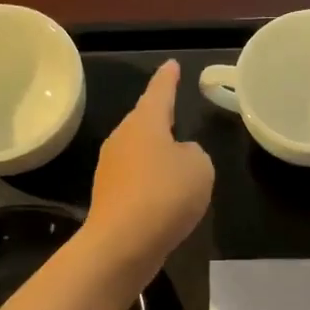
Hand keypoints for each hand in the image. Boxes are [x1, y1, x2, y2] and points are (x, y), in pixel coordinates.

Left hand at [81, 60, 214, 284]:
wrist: (123, 244)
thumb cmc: (165, 194)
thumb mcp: (199, 167)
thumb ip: (194, 154)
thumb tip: (179, 157)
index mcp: (144, 122)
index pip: (159, 91)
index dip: (168, 78)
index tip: (172, 64)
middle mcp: (122, 139)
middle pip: (144, 121)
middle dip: (159, 118)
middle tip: (175, 110)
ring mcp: (111, 168)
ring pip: (138, 151)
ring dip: (156, 153)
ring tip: (176, 158)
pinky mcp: (109, 197)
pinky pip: (136, 178)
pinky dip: (151, 181)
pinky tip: (164, 194)